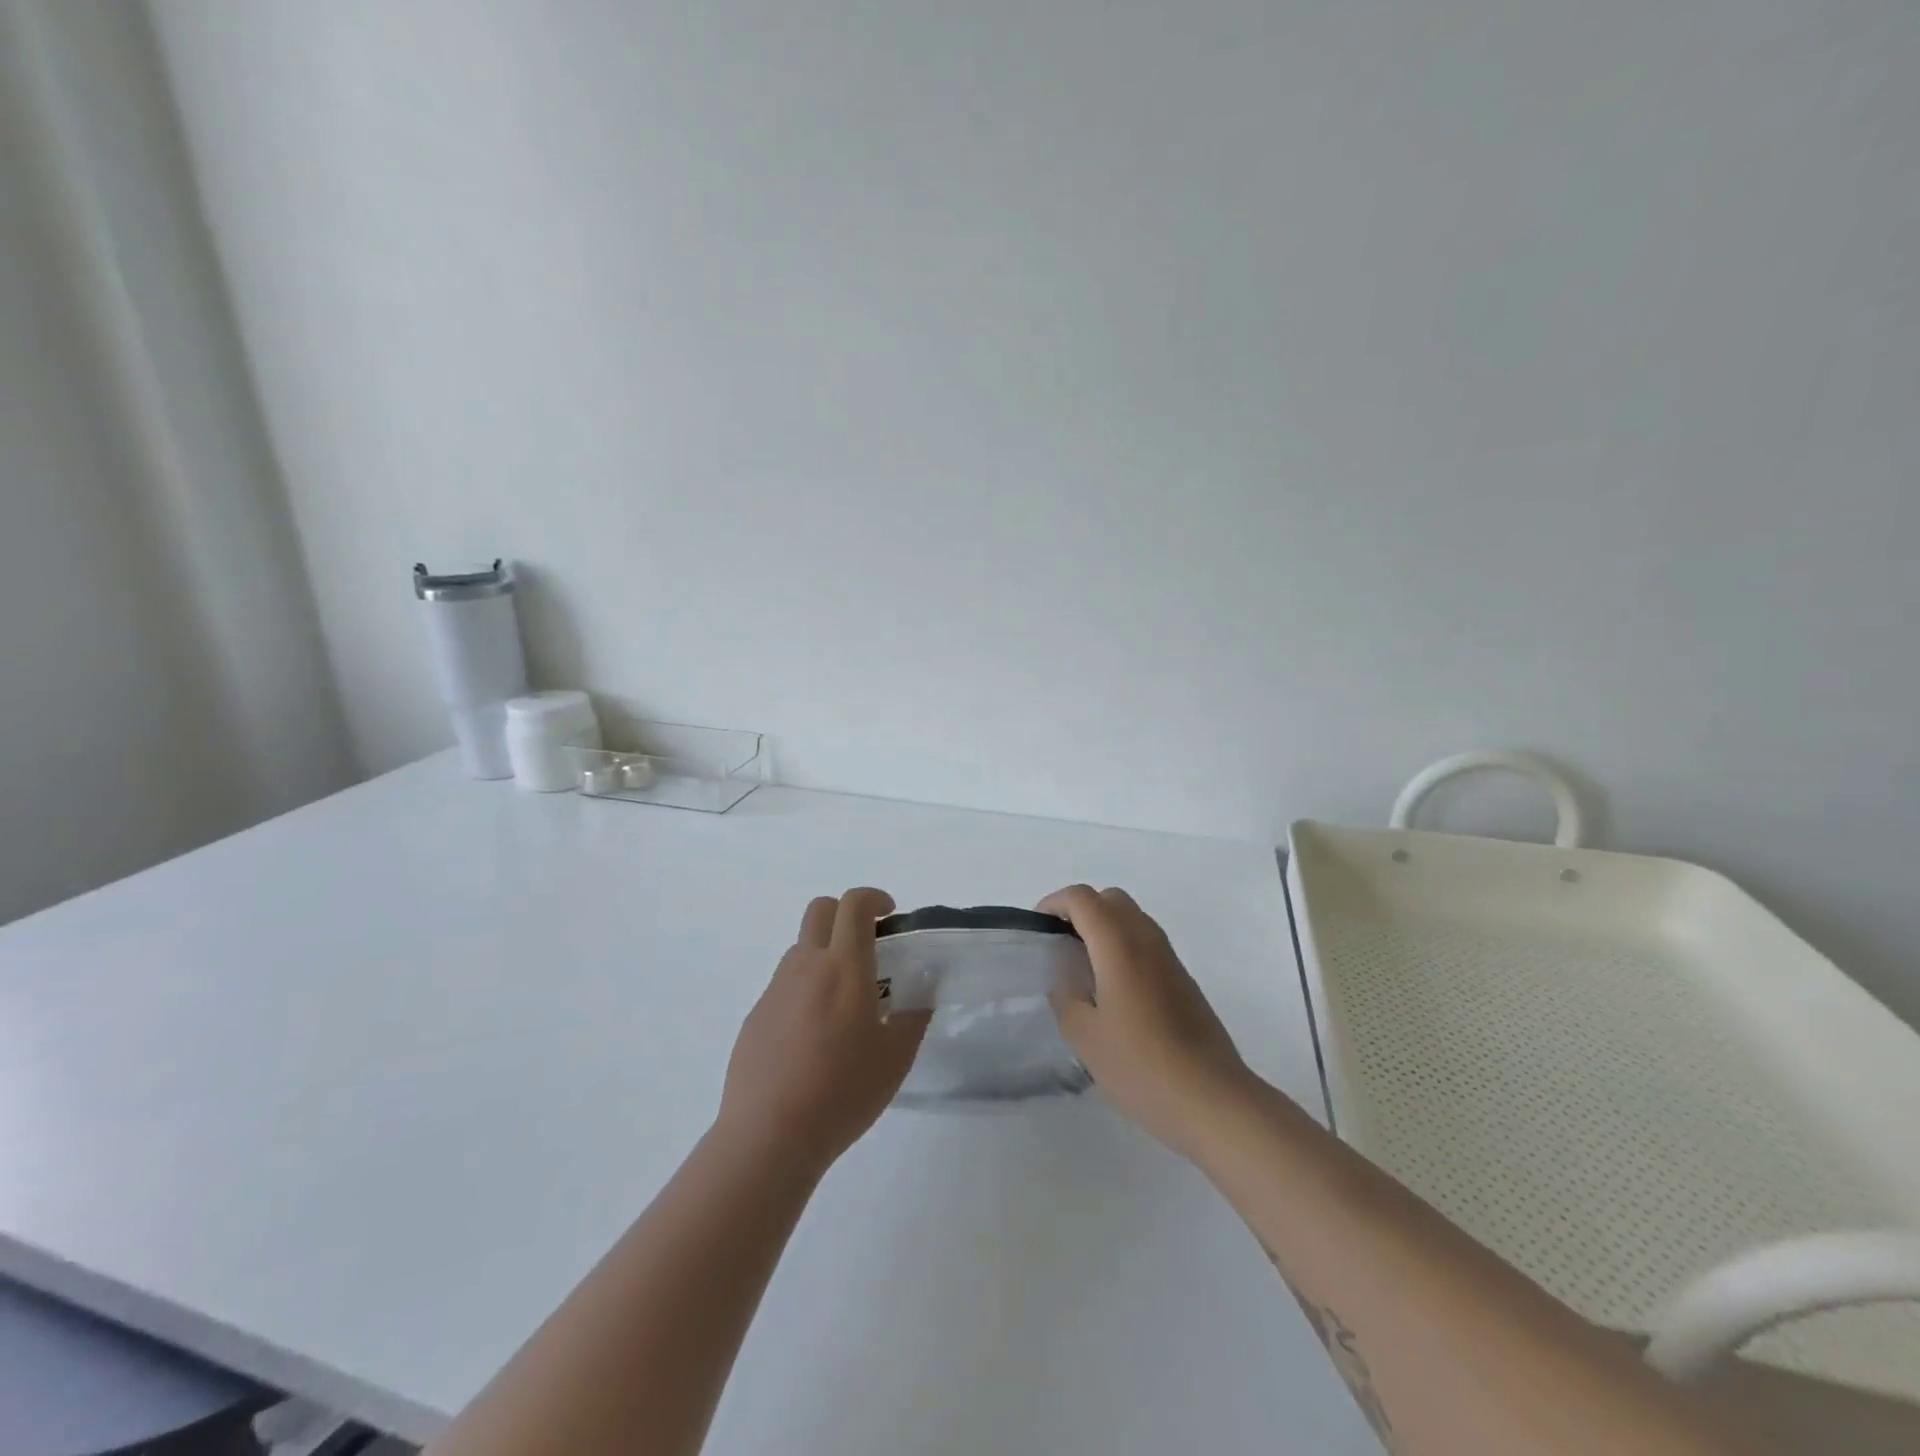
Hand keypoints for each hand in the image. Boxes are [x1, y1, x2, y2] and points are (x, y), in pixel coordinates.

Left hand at [716, 888, 929, 1177]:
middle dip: (845, 914)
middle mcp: (805, 967)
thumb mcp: (896, 1057)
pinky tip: (814, 1037)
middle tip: (868, 947)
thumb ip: (914, 1015)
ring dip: (825, 953)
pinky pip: (784, 986)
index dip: (874, 898)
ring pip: (801, 949)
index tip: (890, 916)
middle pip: (820, 911)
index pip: (853, 905)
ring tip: (845, 1000)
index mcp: (843, 967)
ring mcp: (775, 990)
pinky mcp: (756, 1017)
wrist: (769, 1136)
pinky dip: (805, 990)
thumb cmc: (843, 1092)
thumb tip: (924, 987)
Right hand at [1041, 884, 1253, 1155]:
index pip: (1082, 898)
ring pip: (1132, 918)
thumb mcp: (1085, 1037)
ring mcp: (1170, 958)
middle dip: (1080, 910)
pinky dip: (1123, 946)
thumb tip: (1064, 980)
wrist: (1213, 1100)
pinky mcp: (1183, 979)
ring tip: (1082, 968)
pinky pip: (1147, 942)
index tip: (1037, 932)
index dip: (1054, 904)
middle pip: (1110, 899)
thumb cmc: (1141, 1066)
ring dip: (1104, 927)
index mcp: (1119, 945)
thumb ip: (1065, 998)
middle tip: (1059, 944)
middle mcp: (1147, 939)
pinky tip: (1113, 991)